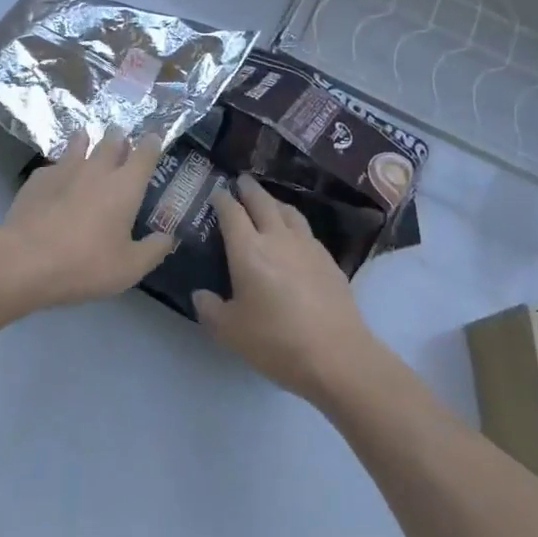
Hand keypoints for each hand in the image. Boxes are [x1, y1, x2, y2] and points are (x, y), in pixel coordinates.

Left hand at [0, 130, 173, 309]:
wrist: (25, 260)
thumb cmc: (85, 264)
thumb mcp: (129, 268)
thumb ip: (153, 251)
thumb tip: (168, 238)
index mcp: (125, 186)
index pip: (145, 155)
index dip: (152, 144)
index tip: (155, 137)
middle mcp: (97, 169)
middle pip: (111, 142)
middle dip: (119, 137)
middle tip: (120, 136)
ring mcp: (64, 170)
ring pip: (78, 144)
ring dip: (85, 140)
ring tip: (85, 137)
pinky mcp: (37, 179)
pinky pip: (53, 165)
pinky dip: (59, 167)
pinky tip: (55, 176)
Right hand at [193, 175, 380, 404]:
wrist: (337, 355)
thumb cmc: (275, 341)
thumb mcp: (230, 331)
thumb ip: (210, 309)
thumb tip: (201, 294)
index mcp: (248, 250)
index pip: (231, 213)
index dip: (222, 200)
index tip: (216, 192)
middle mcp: (277, 238)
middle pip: (262, 202)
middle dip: (249, 190)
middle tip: (241, 181)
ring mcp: (307, 246)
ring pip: (289, 212)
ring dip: (274, 202)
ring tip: (268, 201)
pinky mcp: (329, 260)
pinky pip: (306, 231)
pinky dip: (294, 223)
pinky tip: (294, 235)